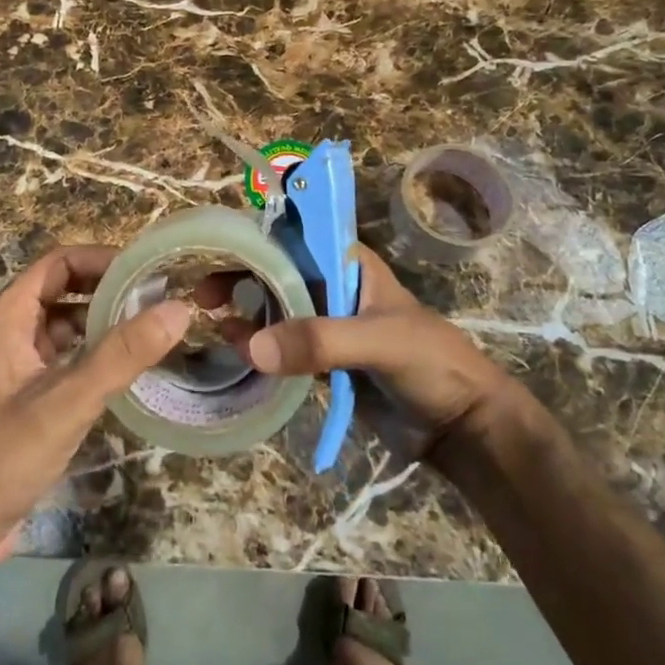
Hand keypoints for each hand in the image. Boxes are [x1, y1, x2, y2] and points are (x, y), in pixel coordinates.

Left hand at [0, 245, 192, 572]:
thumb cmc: (3, 458)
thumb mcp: (67, 402)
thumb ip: (121, 355)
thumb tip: (178, 309)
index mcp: (6, 318)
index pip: (58, 263)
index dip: (101, 259)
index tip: (146, 270)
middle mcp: (9, 332)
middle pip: (64, 290)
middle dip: (108, 289)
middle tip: (158, 298)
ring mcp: (17, 365)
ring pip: (66, 325)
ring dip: (103, 322)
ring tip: (152, 328)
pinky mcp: (26, 397)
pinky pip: (66, 358)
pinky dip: (95, 354)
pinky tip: (127, 369)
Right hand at [238, 244, 517, 467]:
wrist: (461, 427)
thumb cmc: (431, 364)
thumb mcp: (380, 342)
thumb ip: (320, 341)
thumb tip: (251, 346)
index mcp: (348, 264)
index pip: (294, 236)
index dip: (255, 240)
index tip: (217, 253)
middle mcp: (332, 286)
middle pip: (275, 271)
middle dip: (239, 277)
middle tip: (203, 297)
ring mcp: (326, 324)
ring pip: (274, 309)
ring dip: (245, 314)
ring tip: (217, 327)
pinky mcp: (322, 361)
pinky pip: (281, 346)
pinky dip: (258, 346)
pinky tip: (237, 353)